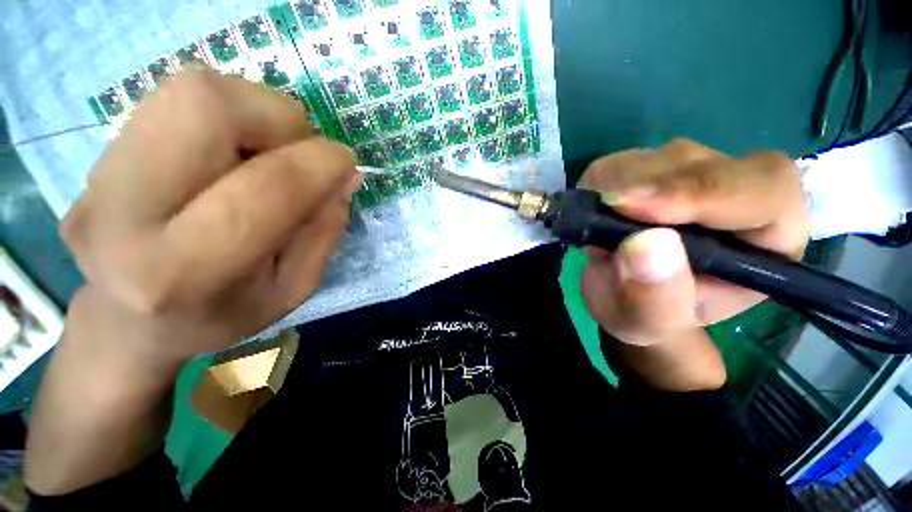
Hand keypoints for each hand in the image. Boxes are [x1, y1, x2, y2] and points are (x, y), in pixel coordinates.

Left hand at [62, 69, 357, 367]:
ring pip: (192, 90)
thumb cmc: (220, 315)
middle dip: (278, 119)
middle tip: (297, 151)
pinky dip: (227, 114)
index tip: (345, 164)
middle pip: (207, 106)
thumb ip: (324, 231)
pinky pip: (176, 99)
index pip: (266, 187)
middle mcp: (125, 212)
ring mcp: (98, 175)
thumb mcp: (292, 289)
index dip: (320, 163)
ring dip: (254, 112)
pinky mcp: (96, 154)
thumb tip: (345, 175)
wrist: (127, 322)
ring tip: (264, 153)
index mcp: (185, 271)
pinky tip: (231, 152)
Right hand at [579, 140, 809, 346]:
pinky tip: (595, 212)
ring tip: (598, 230)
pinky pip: (621, 160)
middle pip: (702, 164)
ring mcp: (691, 175)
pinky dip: (598, 183)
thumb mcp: (648, 324)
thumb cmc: (648, 316)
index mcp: (767, 237)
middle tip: (602, 211)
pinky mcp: (651, 168)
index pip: (763, 190)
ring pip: (657, 157)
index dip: (702, 192)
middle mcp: (738, 194)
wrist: (625, 297)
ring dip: (616, 187)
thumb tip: (645, 244)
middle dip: (647, 187)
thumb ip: (654, 298)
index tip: (635, 208)